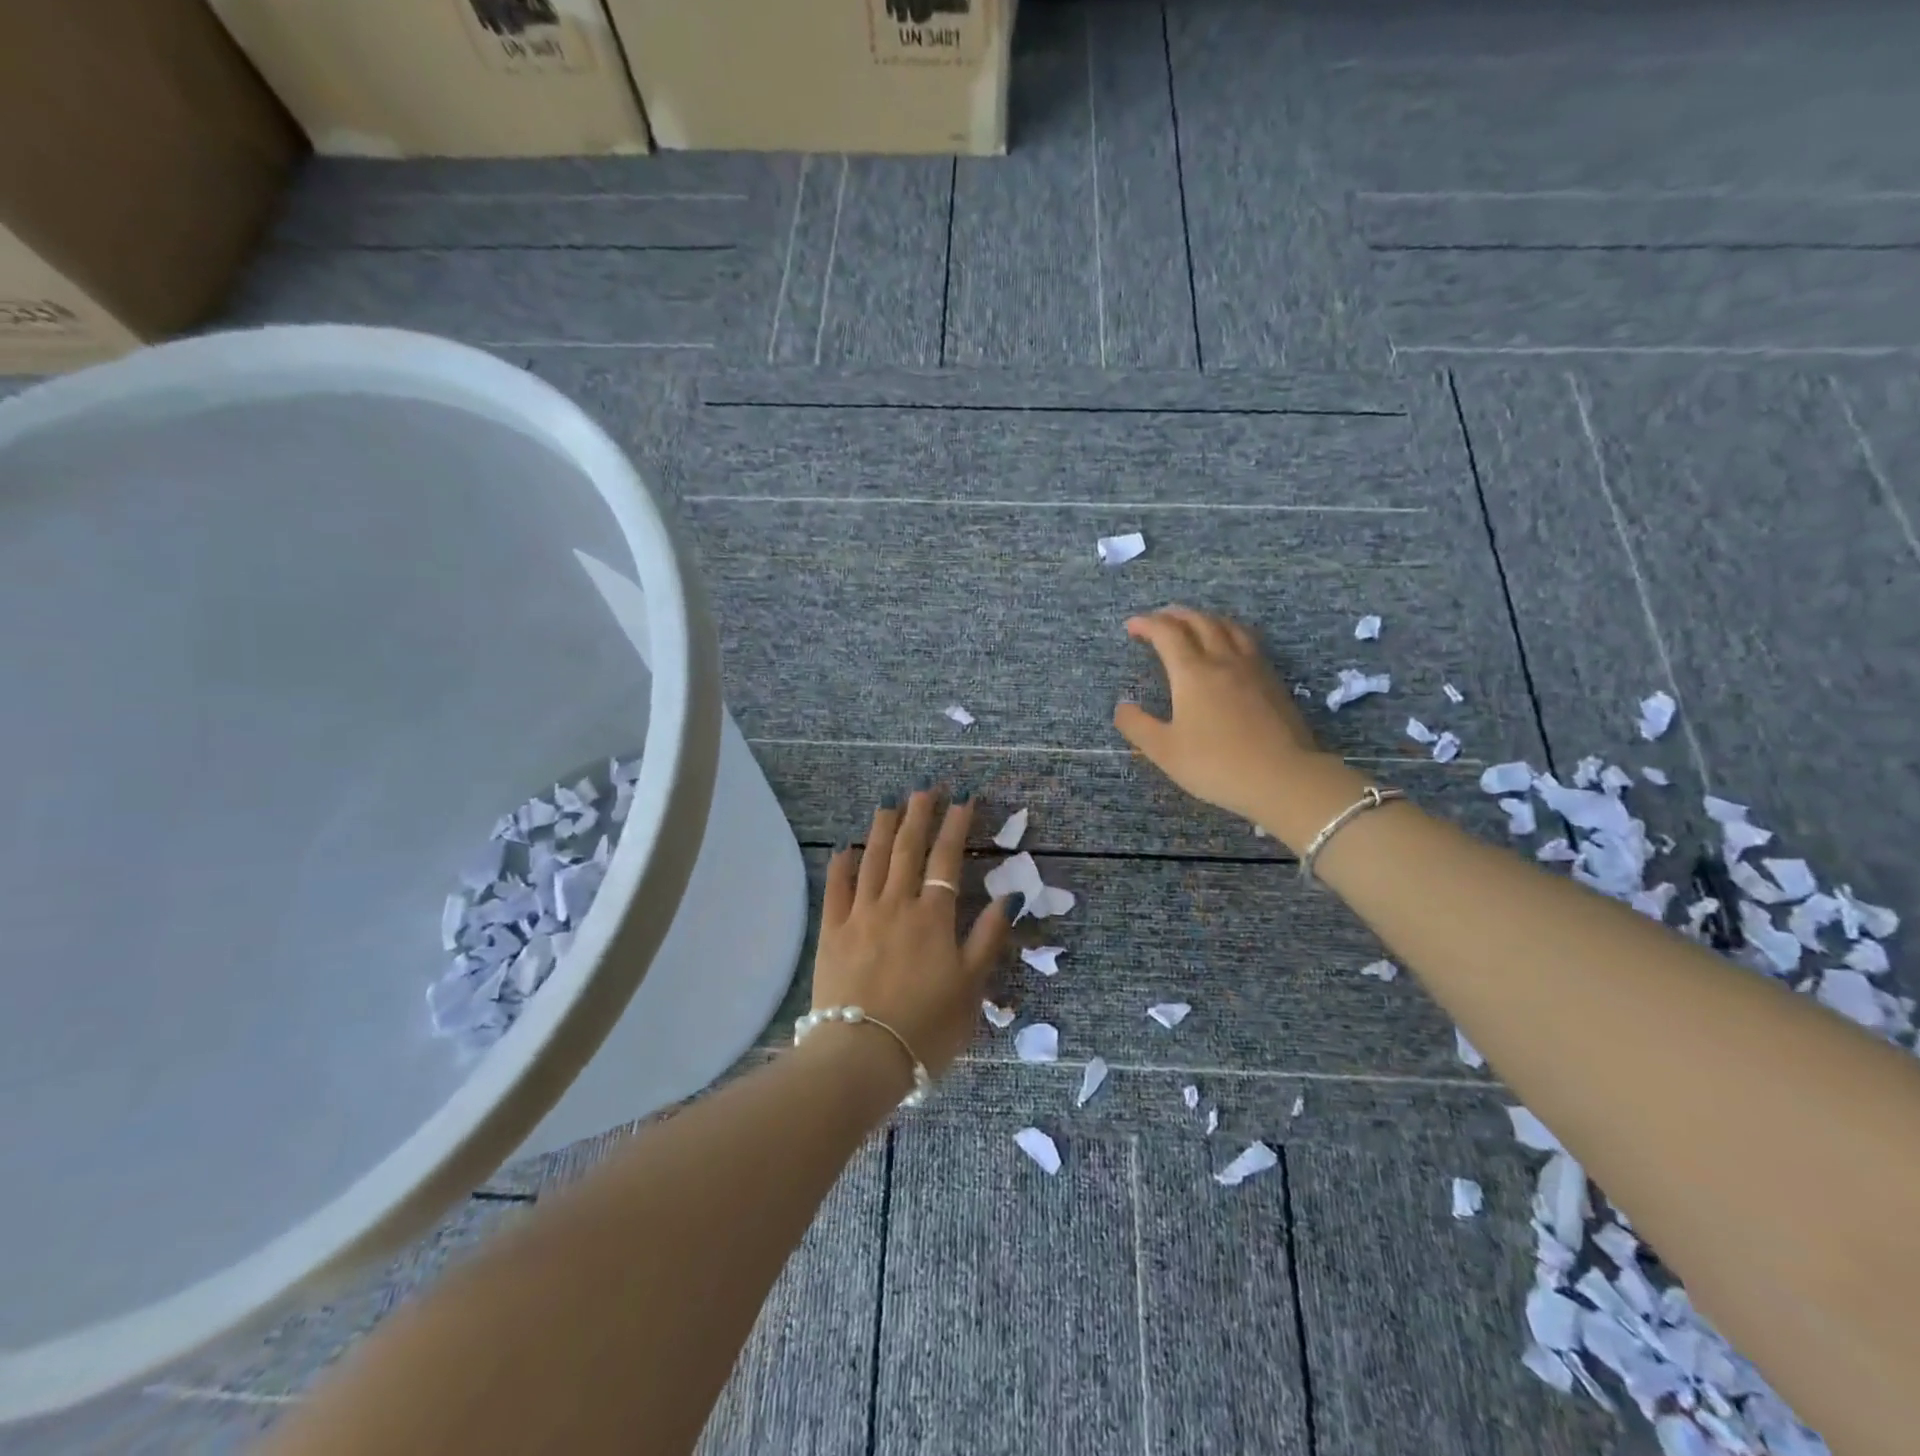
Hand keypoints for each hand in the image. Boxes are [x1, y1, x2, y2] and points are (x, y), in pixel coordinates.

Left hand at [813, 787, 1009, 1079]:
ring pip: (872, 860)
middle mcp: (896, 905)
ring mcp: (859, 916)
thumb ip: (987, 939)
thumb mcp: (971, 988)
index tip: (963, 800)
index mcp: (932, 918)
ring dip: (882, 829)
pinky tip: (845, 848)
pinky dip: (842, 865)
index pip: (946, 860)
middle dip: (919, 815)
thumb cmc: (925, 1028)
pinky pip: (836, 889)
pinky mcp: (832, 933)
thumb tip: (1007, 898)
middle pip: (908, 850)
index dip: (956, 827)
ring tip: (890, 805)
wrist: (861, 1057)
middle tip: (926, 789)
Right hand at [1114, 607, 1326, 824]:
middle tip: (1159, 620)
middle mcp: (1222, 660)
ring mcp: (1253, 668)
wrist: (1283, 777)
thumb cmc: (1216, 765)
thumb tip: (1122, 707)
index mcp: (1192, 673)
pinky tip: (1230, 649)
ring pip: (1228, 627)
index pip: (1167, 633)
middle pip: (1199, 622)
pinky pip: (1248, 642)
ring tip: (1194, 625)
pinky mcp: (1273, 682)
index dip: (1147, 624)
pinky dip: (1230, 633)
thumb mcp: (1164, 751)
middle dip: (1175, 615)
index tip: (1132, 626)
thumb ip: (1138, 726)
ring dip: (1206, 619)